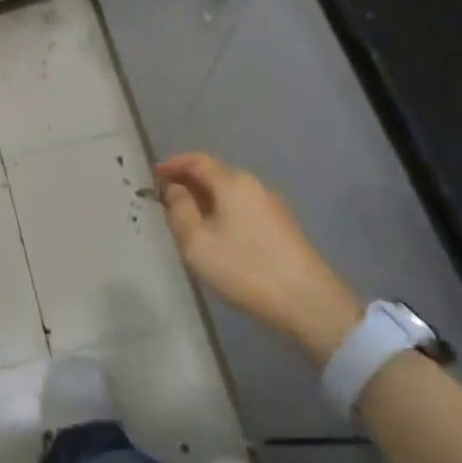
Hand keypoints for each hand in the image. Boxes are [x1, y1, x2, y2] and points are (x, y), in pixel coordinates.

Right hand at [155, 152, 362, 366]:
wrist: (308, 302)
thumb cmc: (244, 268)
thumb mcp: (197, 242)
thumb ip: (179, 210)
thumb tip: (175, 189)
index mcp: (232, 183)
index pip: (197, 160)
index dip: (173, 164)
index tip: (153, 175)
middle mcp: (254, 186)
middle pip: (216, 173)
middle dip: (189, 181)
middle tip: (166, 198)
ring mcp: (272, 206)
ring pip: (230, 192)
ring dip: (206, 198)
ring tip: (187, 218)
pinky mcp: (282, 227)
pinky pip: (243, 207)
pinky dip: (223, 211)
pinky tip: (216, 233)